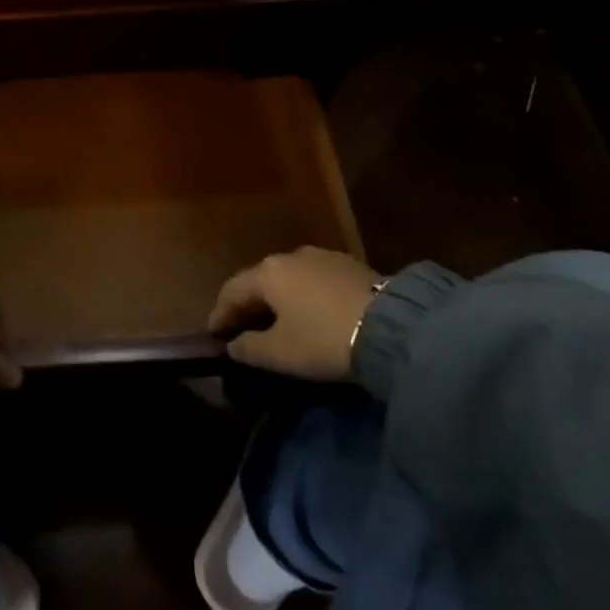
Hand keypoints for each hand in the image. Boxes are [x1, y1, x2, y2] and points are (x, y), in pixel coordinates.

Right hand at [208, 247, 385, 380]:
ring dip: (279, 300)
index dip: (220, 314)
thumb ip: (248, 349)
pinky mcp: (351, 266)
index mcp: (267, 273)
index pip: (232, 291)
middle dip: (249, 305)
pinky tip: (311, 314)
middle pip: (260, 281)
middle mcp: (290, 256)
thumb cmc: (324, 339)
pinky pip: (315, 281)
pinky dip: (305, 297)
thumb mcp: (280, 353)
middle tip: (243, 329)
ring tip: (280, 322)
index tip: (214, 335)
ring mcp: (323, 257)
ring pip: (289, 279)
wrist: (395, 328)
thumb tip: (233, 345)